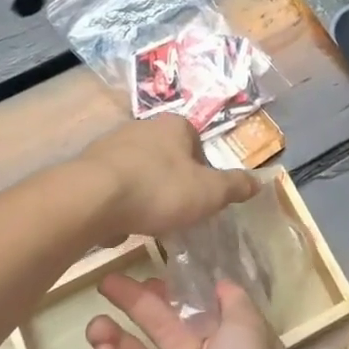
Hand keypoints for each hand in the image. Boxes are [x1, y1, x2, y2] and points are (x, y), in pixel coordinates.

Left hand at [79, 116, 258, 240]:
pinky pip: (113, 185)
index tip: (203, 198)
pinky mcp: (89, 167)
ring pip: (140, 171)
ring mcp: (112, 145)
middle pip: (168, 157)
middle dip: (174, 182)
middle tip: (179, 211)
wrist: (92, 198)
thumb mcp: (209, 193)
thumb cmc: (159, 189)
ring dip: (146, 193)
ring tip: (150, 221)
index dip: (204, 171)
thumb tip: (260, 181)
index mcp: (175, 125)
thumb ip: (234, 187)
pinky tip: (122, 223)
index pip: (198, 144)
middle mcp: (142, 127)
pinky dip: (121, 202)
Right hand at [86, 276, 303, 348]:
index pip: (190, 318)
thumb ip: (233, 302)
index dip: (169, 298)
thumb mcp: (248, 327)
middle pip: (160, 335)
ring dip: (115, 341)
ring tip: (95, 323)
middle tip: (106, 283)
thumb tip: (222, 283)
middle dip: (135, 308)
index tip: (146, 279)